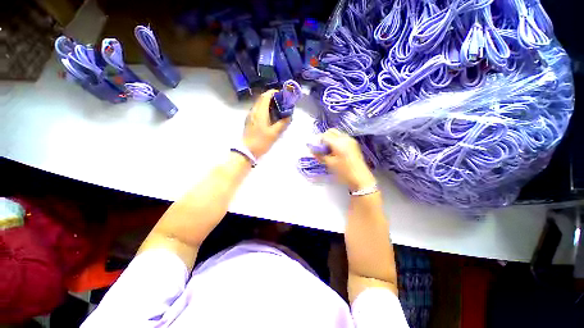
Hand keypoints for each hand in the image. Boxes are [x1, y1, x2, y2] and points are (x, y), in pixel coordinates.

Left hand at [243, 90, 290, 158]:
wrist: (246, 151)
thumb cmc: (261, 142)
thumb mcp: (274, 133)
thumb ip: (283, 123)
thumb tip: (289, 116)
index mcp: (260, 112)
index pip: (266, 96)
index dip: (273, 92)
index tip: (282, 94)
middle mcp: (254, 111)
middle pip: (261, 98)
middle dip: (271, 97)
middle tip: (281, 102)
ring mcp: (250, 116)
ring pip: (259, 104)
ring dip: (267, 103)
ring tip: (277, 109)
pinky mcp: (249, 121)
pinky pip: (257, 110)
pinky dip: (264, 109)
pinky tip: (270, 116)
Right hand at [312, 128, 375, 190]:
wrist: (360, 178)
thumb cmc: (344, 171)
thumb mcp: (329, 163)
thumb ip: (319, 155)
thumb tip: (312, 149)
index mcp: (338, 142)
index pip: (324, 135)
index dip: (318, 141)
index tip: (317, 149)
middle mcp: (345, 138)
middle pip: (331, 131)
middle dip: (325, 138)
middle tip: (322, 149)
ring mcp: (350, 140)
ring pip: (337, 134)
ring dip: (331, 139)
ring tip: (330, 151)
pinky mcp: (354, 144)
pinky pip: (342, 138)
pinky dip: (337, 141)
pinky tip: (336, 152)